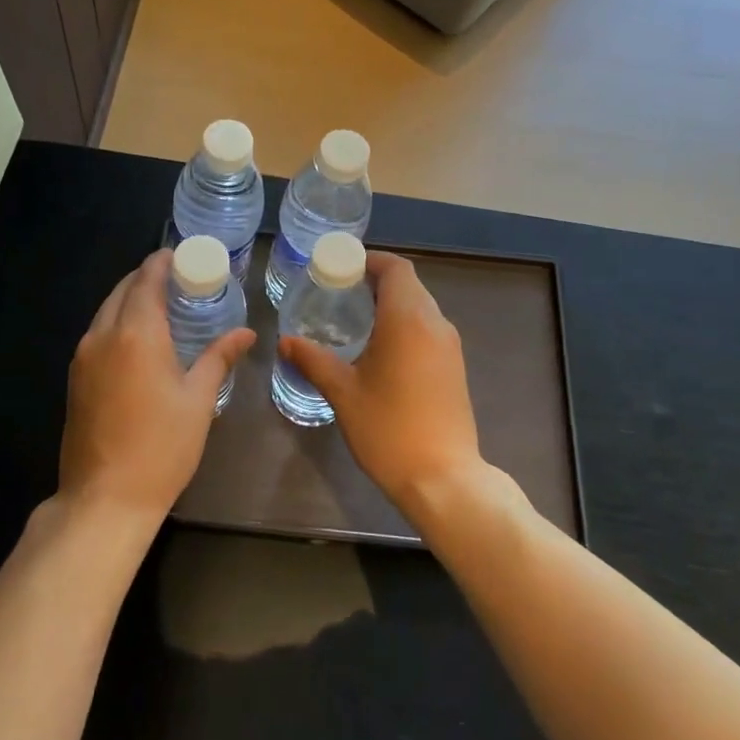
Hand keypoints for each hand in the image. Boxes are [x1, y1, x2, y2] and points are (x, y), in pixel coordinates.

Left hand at [59, 249, 255, 523]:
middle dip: (147, 278)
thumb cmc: (161, 447)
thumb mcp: (198, 400)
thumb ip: (219, 358)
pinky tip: (139, 339)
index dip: (162, 262)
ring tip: (161, 306)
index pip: (146, 280)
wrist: (104, 498)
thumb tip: (246, 332)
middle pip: (122, 290)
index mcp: (136, 334)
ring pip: (106, 311)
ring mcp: (83, 357)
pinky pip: (97, 333)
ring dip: (130, 300)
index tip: (181, 255)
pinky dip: (117, 322)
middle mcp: (103, 336)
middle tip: (178, 280)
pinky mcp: (75, 378)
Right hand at [278, 251, 484, 513]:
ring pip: (421, 307)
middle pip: (409, 284)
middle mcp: (435, 323)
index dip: (370, 261)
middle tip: (340, 295)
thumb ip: (313, 360)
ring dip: (391, 304)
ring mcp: (450, 346)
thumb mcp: (343, 392)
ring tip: (355, 321)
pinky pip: (429, 329)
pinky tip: (380, 350)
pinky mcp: (454, 367)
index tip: (341, 270)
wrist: (443, 478)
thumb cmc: (388, 429)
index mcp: (408, 319)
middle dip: (376, 281)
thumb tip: (285, 341)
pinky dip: (405, 325)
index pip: (396, 268)